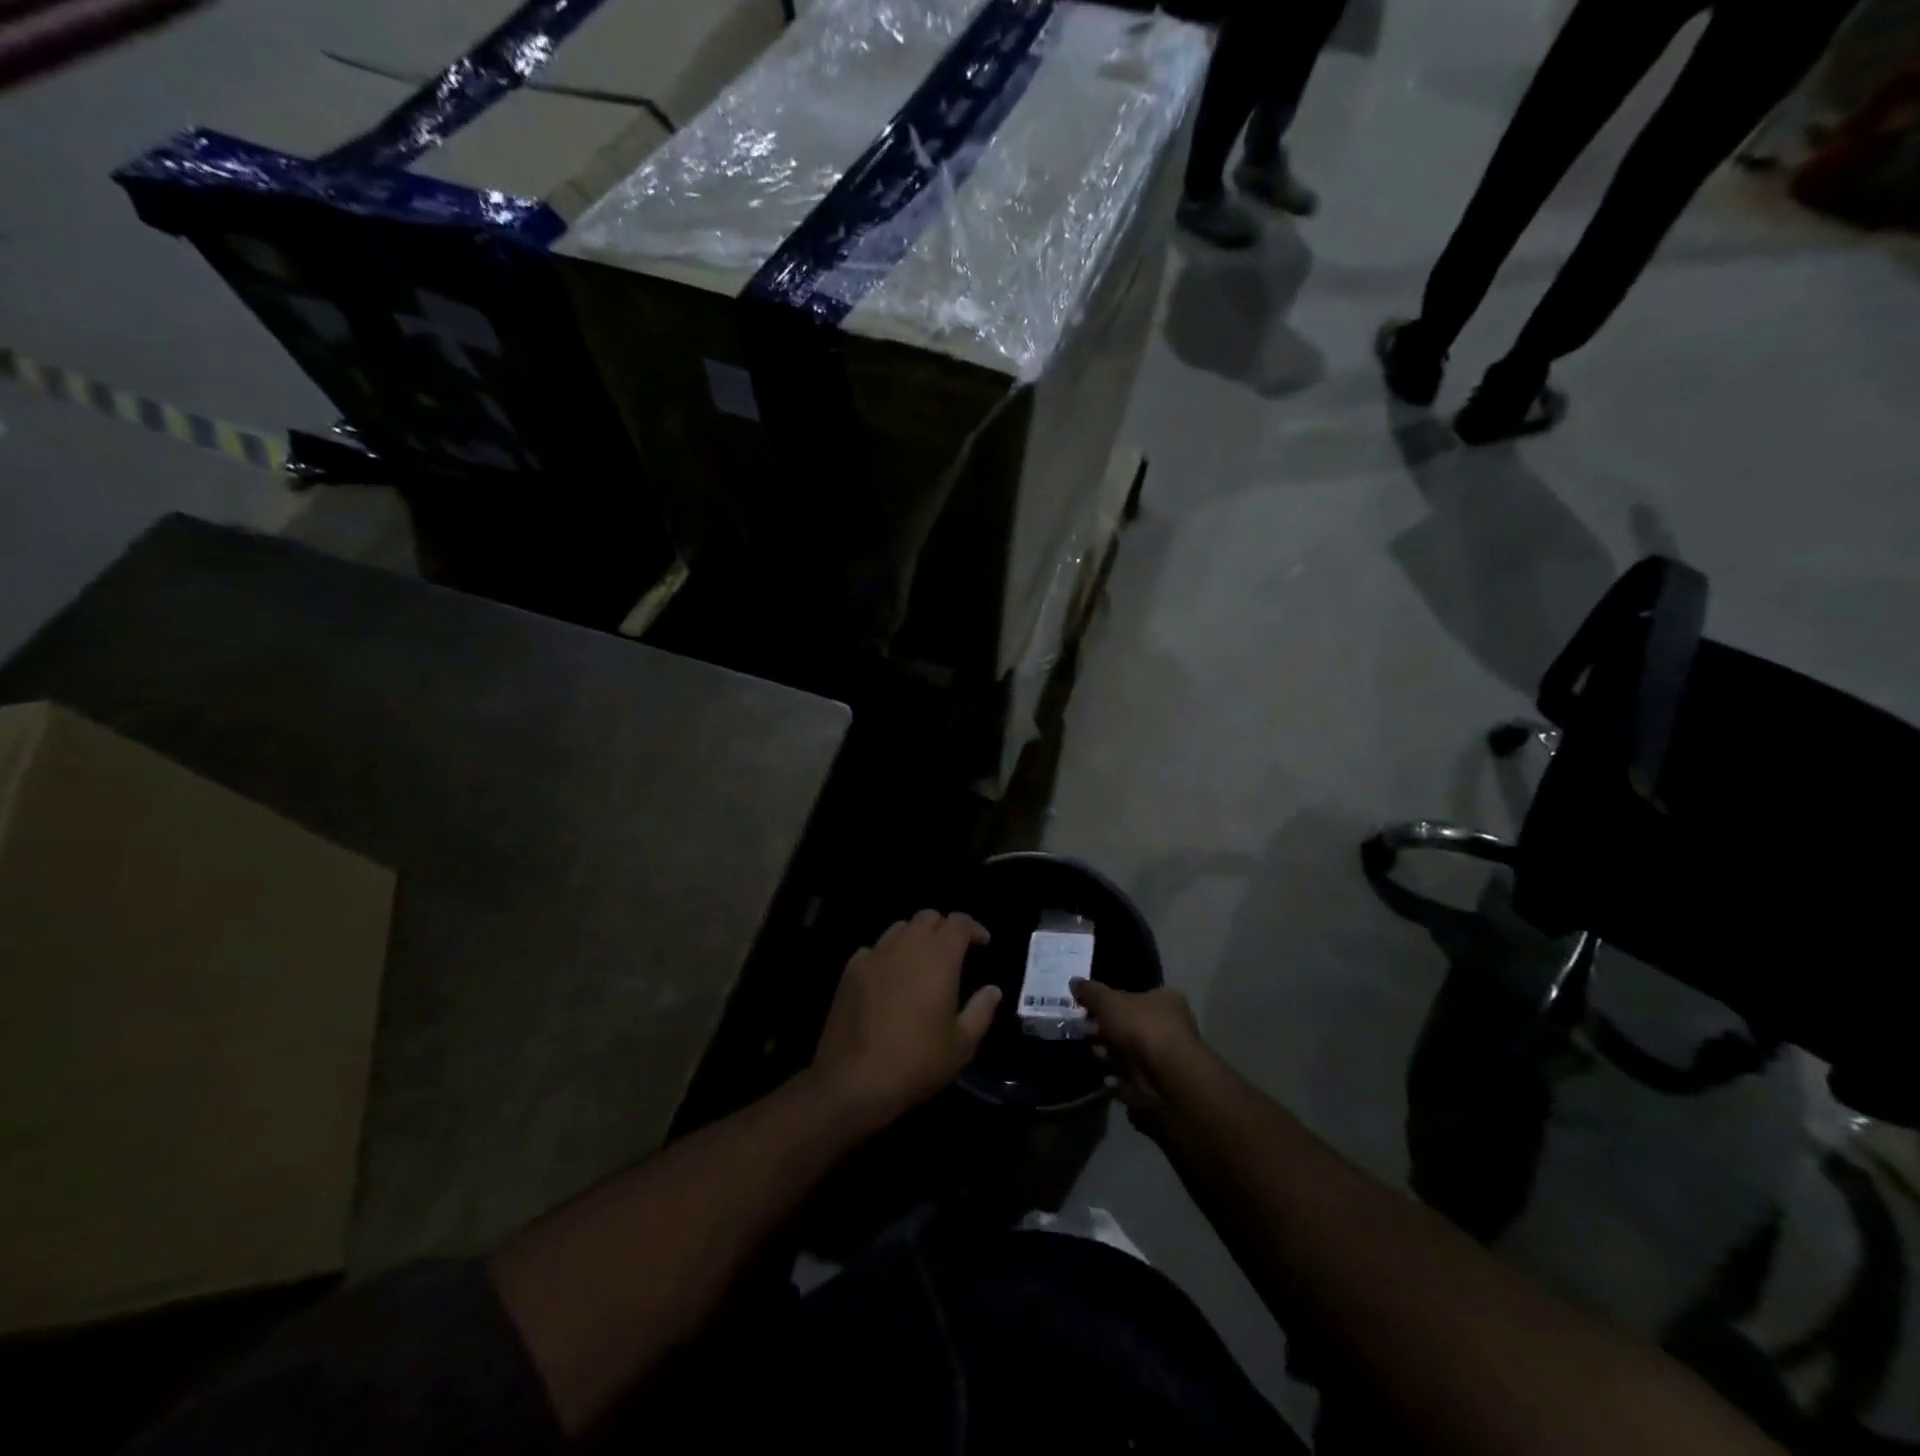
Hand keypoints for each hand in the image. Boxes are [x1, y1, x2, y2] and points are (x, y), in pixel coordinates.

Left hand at [812, 911, 999, 1123]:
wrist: (854, 1080)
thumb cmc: (917, 1061)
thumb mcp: (962, 1044)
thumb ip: (981, 1010)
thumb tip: (992, 990)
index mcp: (939, 957)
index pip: (959, 922)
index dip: (974, 928)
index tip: (983, 944)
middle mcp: (906, 945)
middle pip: (928, 917)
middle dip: (944, 928)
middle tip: (953, 952)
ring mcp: (874, 955)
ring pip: (899, 928)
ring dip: (915, 937)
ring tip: (921, 962)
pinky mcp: (850, 971)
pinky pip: (873, 949)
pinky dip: (887, 955)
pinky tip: (889, 977)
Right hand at [1071, 980, 1210, 1121]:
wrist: (1167, 1079)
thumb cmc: (1142, 1029)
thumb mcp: (1110, 1002)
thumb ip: (1091, 992)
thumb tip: (1074, 981)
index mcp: (1164, 1001)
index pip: (1133, 997)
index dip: (1109, 1002)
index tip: (1088, 1009)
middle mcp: (1168, 1027)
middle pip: (1128, 1025)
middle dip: (1104, 1030)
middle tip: (1083, 1032)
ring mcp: (1163, 1058)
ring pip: (1128, 1052)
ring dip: (1108, 1054)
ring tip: (1092, 1053)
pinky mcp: (1157, 1084)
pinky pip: (1130, 1077)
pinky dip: (1116, 1077)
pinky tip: (1105, 1076)